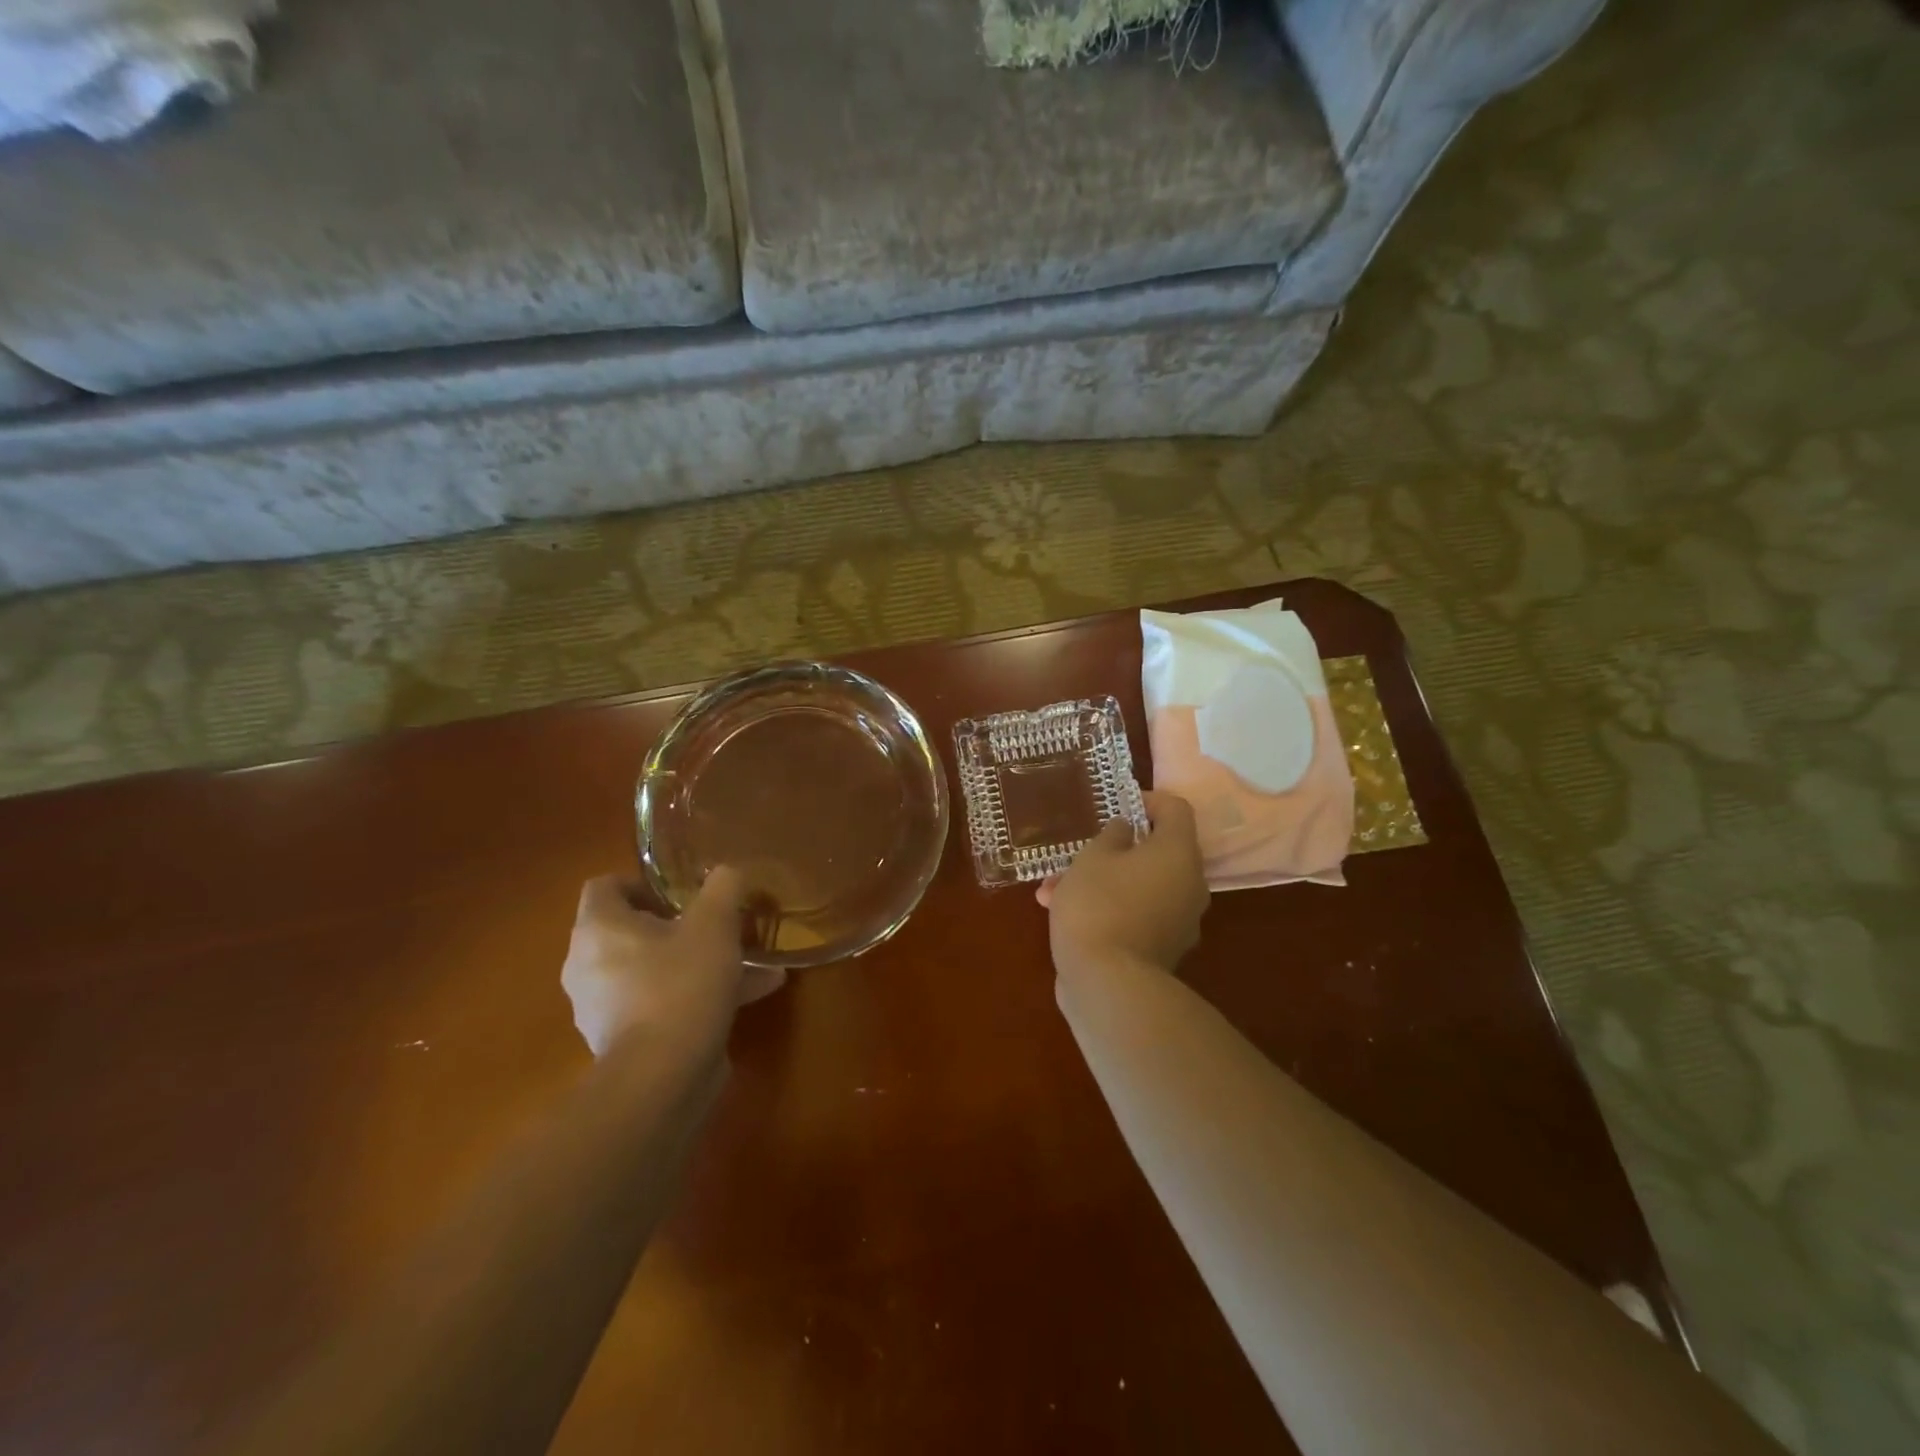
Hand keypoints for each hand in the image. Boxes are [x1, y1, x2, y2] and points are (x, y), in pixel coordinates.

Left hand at [562, 868, 784, 1056]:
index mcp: (599, 929)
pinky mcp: (624, 1042)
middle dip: (676, 926)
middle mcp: (588, 965)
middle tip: (715, 926)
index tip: (681, 893)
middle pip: (629, 931)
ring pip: (651, 970)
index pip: (604, 886)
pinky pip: (660, 1004)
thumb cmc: (680, 984)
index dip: (642, 882)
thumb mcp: (714, 924)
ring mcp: (602, 1008)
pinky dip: (695, 997)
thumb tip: (725, 872)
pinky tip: (747, 999)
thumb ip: (722, 888)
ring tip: (746, 963)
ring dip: (694, 962)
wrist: (663, 1078)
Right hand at [1040, 790, 1209, 981]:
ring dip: (1101, 881)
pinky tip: (1062, 915)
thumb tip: (1126, 831)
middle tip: (1080, 850)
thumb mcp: (1093, 857)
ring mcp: (1180, 920)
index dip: (1147, 800)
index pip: (1176, 809)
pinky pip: (1136, 914)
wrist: (1108, 984)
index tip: (1117, 806)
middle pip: (1157, 851)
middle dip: (1113, 849)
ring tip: (1052, 889)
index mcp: (1179, 853)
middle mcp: (1190, 884)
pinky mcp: (1162, 949)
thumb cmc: (1099, 905)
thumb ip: (1111, 835)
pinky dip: (1108, 908)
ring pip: (1139, 885)